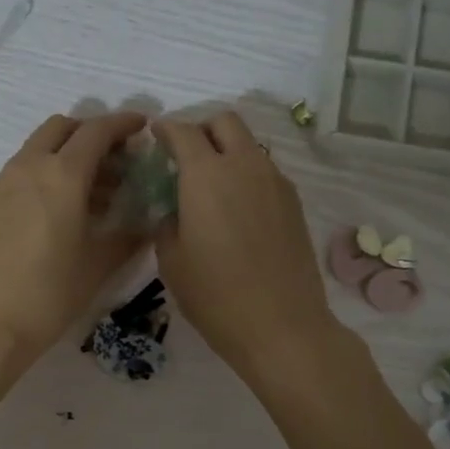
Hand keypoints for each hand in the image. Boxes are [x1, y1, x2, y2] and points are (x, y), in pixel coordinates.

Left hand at [0, 111, 149, 367]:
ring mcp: (3, 182)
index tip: (142, 126)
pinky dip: (45, 172)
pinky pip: (22, 170)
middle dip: (91, 133)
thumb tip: (148, 224)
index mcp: (62, 175)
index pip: (96, 132)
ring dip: (67, 154)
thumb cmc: (51, 293)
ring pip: (39, 147)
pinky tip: (60, 208)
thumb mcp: (99, 265)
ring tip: (93, 190)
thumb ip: (128, 237)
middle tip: (115, 158)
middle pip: (62, 128)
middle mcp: (29, 167)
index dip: (123, 123)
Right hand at [153, 111, 340, 383]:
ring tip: (212, 187)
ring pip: (249, 146)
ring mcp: (276, 182)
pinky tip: (237, 210)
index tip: (155, 136)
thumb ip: (167, 223)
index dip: (165, 129)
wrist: (282, 326)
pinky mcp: (294, 203)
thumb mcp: (171, 262)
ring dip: (227, 153)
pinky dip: (247, 176)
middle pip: (225, 122)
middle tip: (185, 156)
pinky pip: (265, 172)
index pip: (183, 132)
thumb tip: (175, 211)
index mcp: (207, 176)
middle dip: (201, 129)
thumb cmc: (215, 296)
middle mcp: (245, 166)